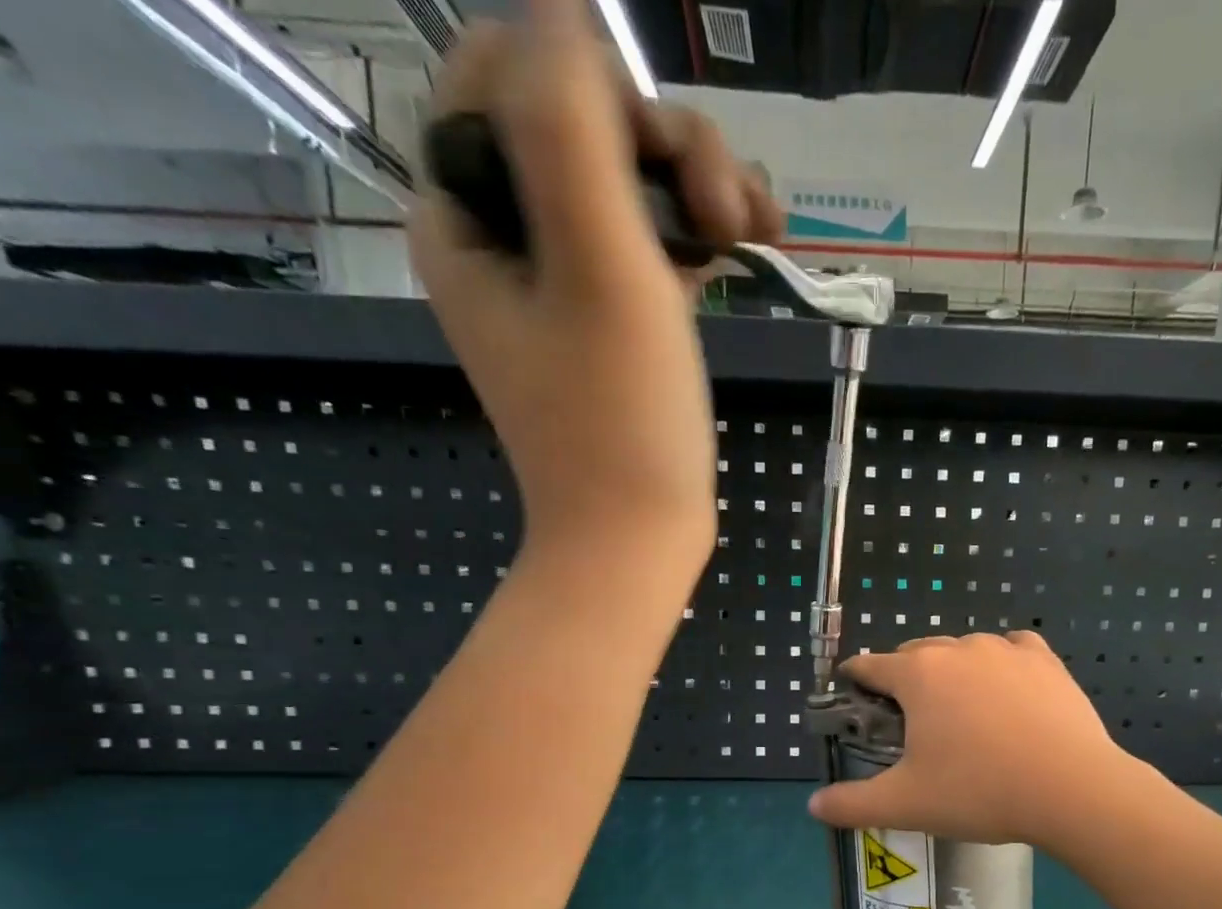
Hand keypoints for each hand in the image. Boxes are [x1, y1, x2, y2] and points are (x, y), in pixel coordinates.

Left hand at [410, 0, 780, 569]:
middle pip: (580, 120)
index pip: (504, 69)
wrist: (639, 541)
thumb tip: (563, 7)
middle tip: (728, 213)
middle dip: (665, 143)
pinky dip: (704, 232)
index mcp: (464, 211)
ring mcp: (565, 279)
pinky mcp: (615, 318)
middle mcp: (505, 234)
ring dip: (701, 183)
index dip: (593, 85)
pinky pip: (654, 241)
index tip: (659, 165)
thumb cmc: (620, 421)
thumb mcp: (599, 262)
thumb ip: (572, 120)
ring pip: (631, 179)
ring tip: (757, 233)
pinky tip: (756, 246)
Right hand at [807, 633, 1135, 850]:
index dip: (856, 681)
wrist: (1071, 789)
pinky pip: (1013, 650)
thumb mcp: (906, 804)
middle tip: (911, 721)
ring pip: (965, 651)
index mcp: (918, 675)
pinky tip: (1008, 690)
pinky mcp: (1047, 660)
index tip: (854, 697)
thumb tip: (813, 806)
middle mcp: (958, 649)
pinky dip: (1002, 665)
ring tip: (963, 712)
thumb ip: (852, 803)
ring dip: (954, 673)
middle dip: (906, 679)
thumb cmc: (979, 792)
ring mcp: (1006, 650)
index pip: (870, 665)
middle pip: (917, 654)